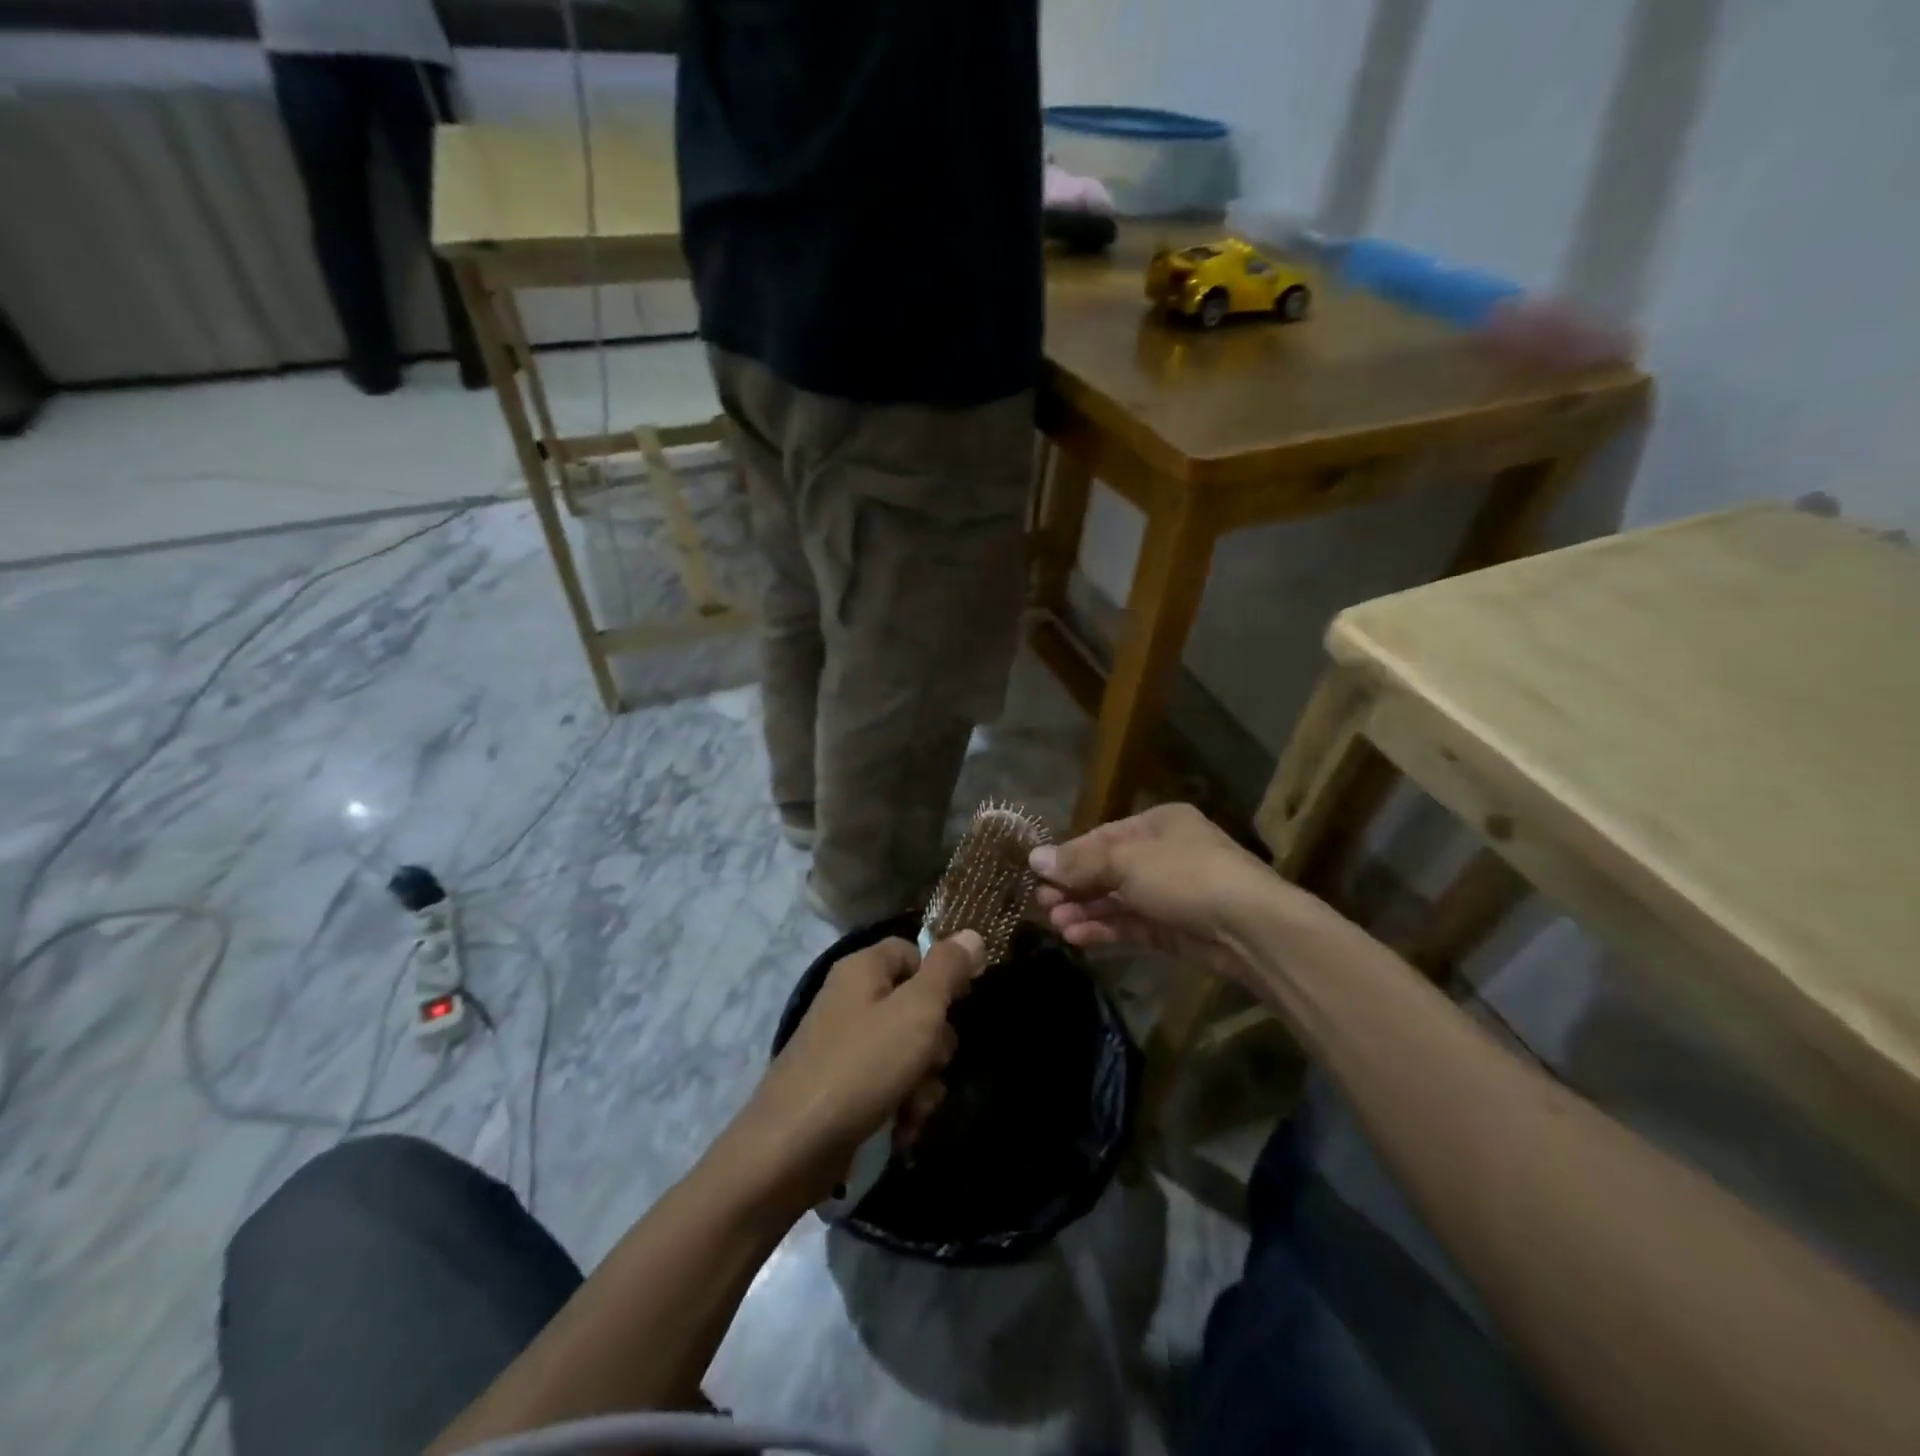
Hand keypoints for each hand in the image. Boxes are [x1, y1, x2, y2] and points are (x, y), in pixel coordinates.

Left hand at [728, 931, 985, 1206]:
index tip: (962, 1002)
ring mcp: (843, 1047)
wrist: (791, 1148)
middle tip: (933, 1063)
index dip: (941, 974)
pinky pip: (886, 1085)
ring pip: (906, 1051)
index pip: (912, 951)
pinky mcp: (841, 1088)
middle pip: (914, 1005)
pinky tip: (901, 1130)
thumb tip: (972, 934)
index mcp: (862, 970)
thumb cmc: (862, 1067)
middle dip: (935, 1043)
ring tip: (914, 1108)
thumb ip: (947, 969)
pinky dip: (900, 1106)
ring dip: (922, 1082)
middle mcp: (850, 1001)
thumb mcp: (917, 1010)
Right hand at [1031, 804, 1317, 988]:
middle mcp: (1166, 854)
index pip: (1102, 837)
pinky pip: (1133, 925)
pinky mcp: (1176, 929)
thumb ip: (1079, 862)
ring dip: (1086, 911)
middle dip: (1075, 887)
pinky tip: (1077, 937)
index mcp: (1159, 824)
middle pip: (1108, 869)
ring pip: (1119, 900)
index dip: (1070, 856)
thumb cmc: (1184, 875)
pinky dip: (1106, 929)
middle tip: (1042, 904)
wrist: (1249, 927)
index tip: (1038, 874)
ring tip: (1055, 924)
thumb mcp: (1125, 860)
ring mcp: (1172, 893)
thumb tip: (1034, 858)